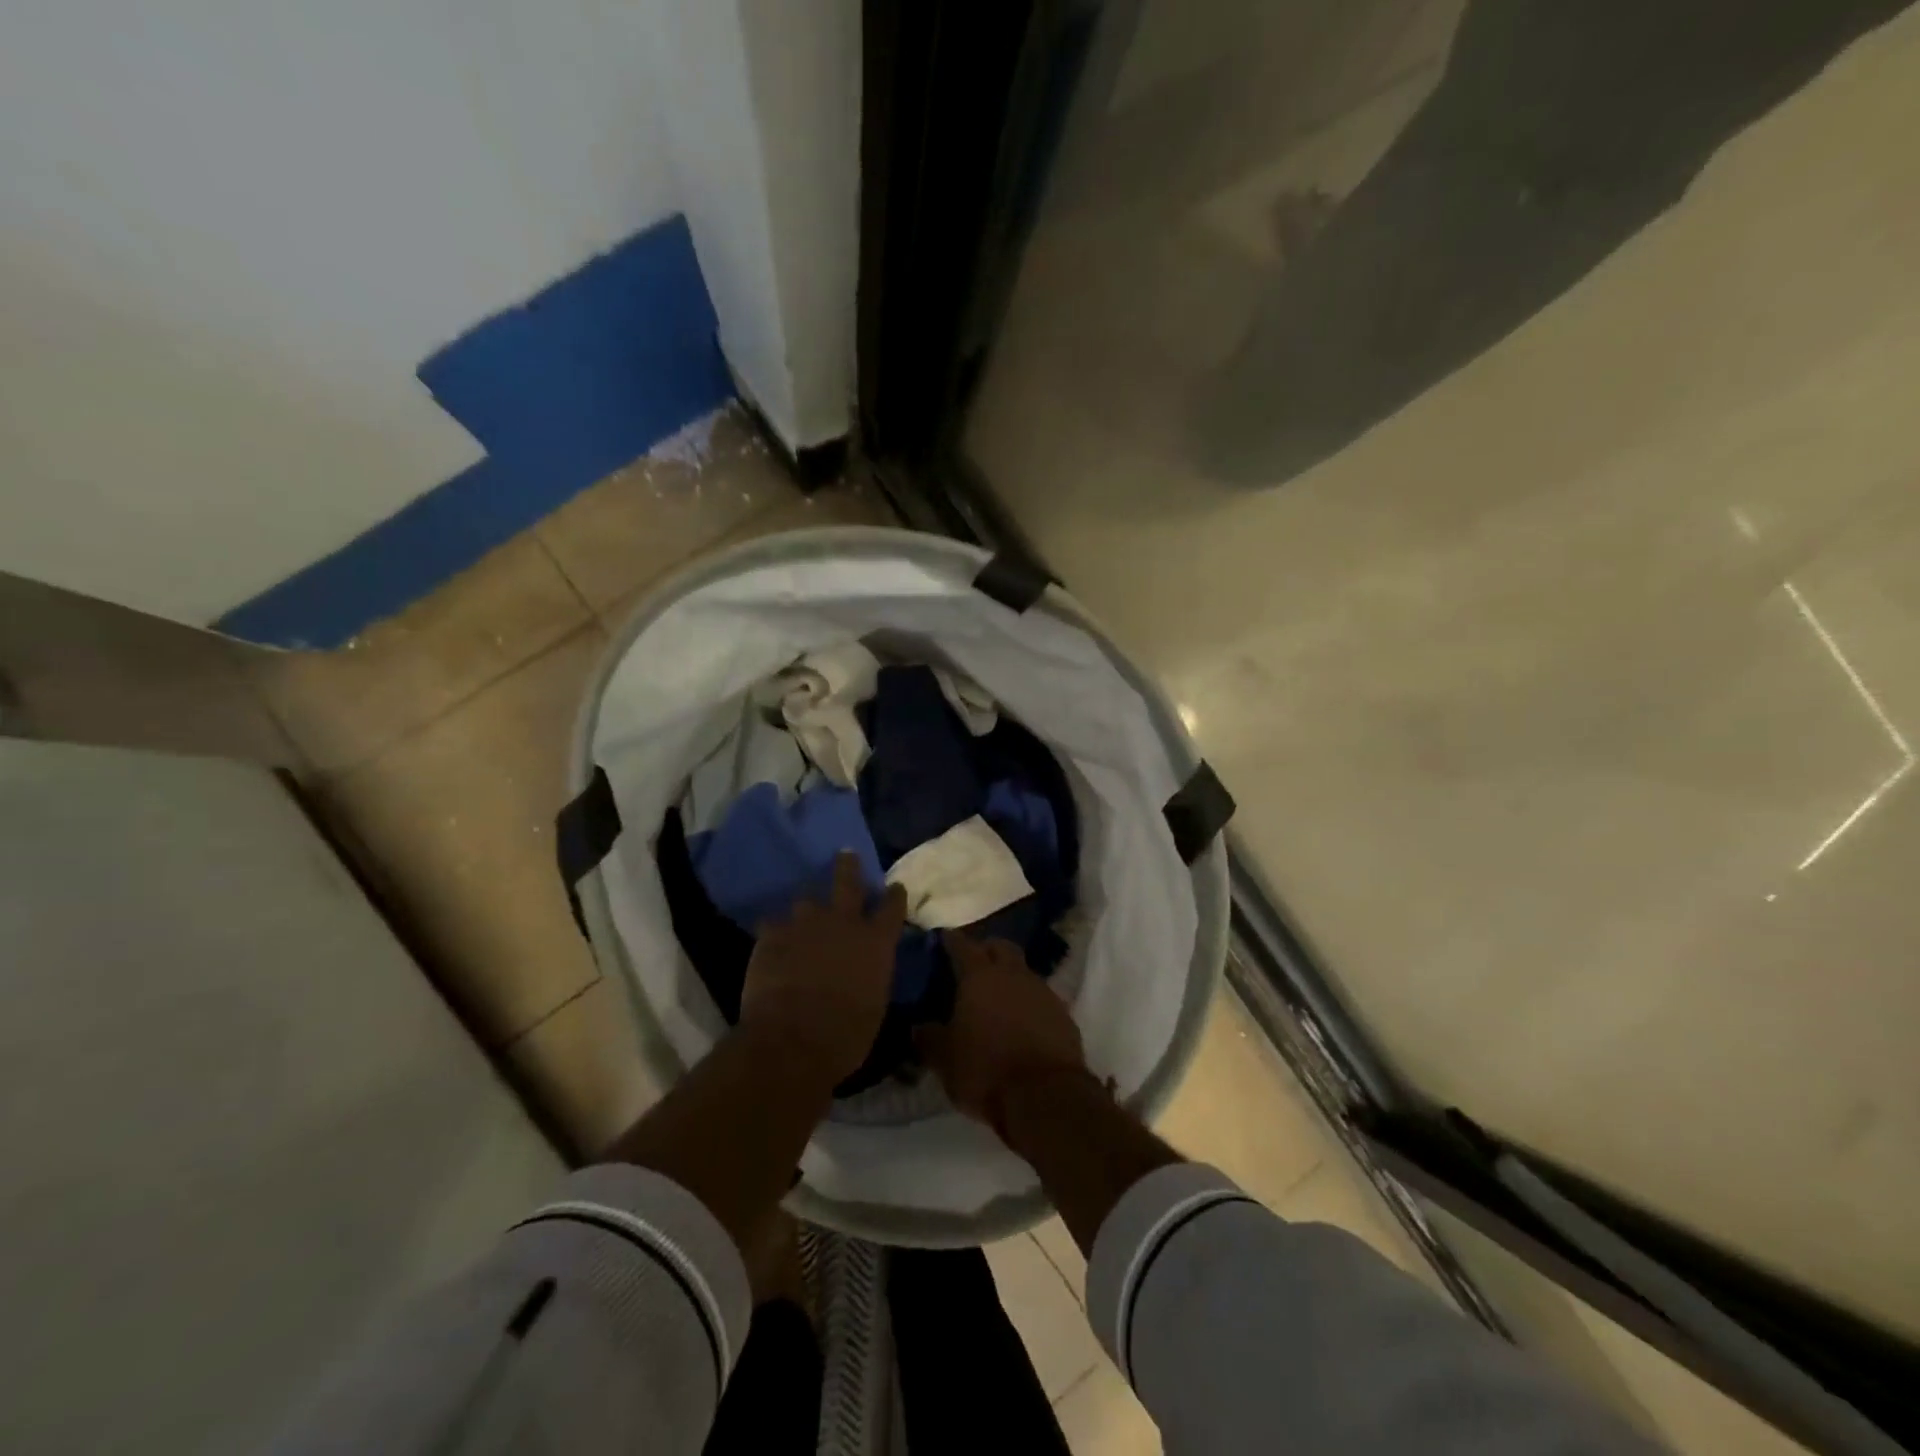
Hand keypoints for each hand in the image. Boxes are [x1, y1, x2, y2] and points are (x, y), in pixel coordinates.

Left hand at [739, 853, 907, 1086]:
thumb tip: (865, 972)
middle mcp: (844, 922)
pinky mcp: (772, 935)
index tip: (894, 887)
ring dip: (807, 908)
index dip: (894, 895)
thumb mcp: (874, 1005)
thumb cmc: (847, 1035)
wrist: (793, 1040)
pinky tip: (770, 941)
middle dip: (848, 867)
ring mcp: (805, 924)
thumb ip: (871, 976)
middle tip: (846, 854)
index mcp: (876, 942)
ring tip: (802, 914)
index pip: (892, 907)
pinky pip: (772, 925)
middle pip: (848, 882)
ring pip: (806, 901)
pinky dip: (774, 932)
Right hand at [916, 931, 1089, 1135]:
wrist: (1046, 1096)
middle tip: (973, 963)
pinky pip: (1040, 996)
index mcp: (979, 977)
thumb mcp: (945, 1060)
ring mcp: (1042, 991)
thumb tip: (918, 1026)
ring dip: (1010, 976)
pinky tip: (1020, 1021)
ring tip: (997, 996)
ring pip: (1023, 970)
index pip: (963, 945)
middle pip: (1000, 947)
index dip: (951, 940)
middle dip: (986, 949)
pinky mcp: (1063, 1013)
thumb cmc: (986, 1071)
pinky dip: (1028, 1001)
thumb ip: (929, 1038)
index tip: (943, 938)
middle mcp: (1012, 974)